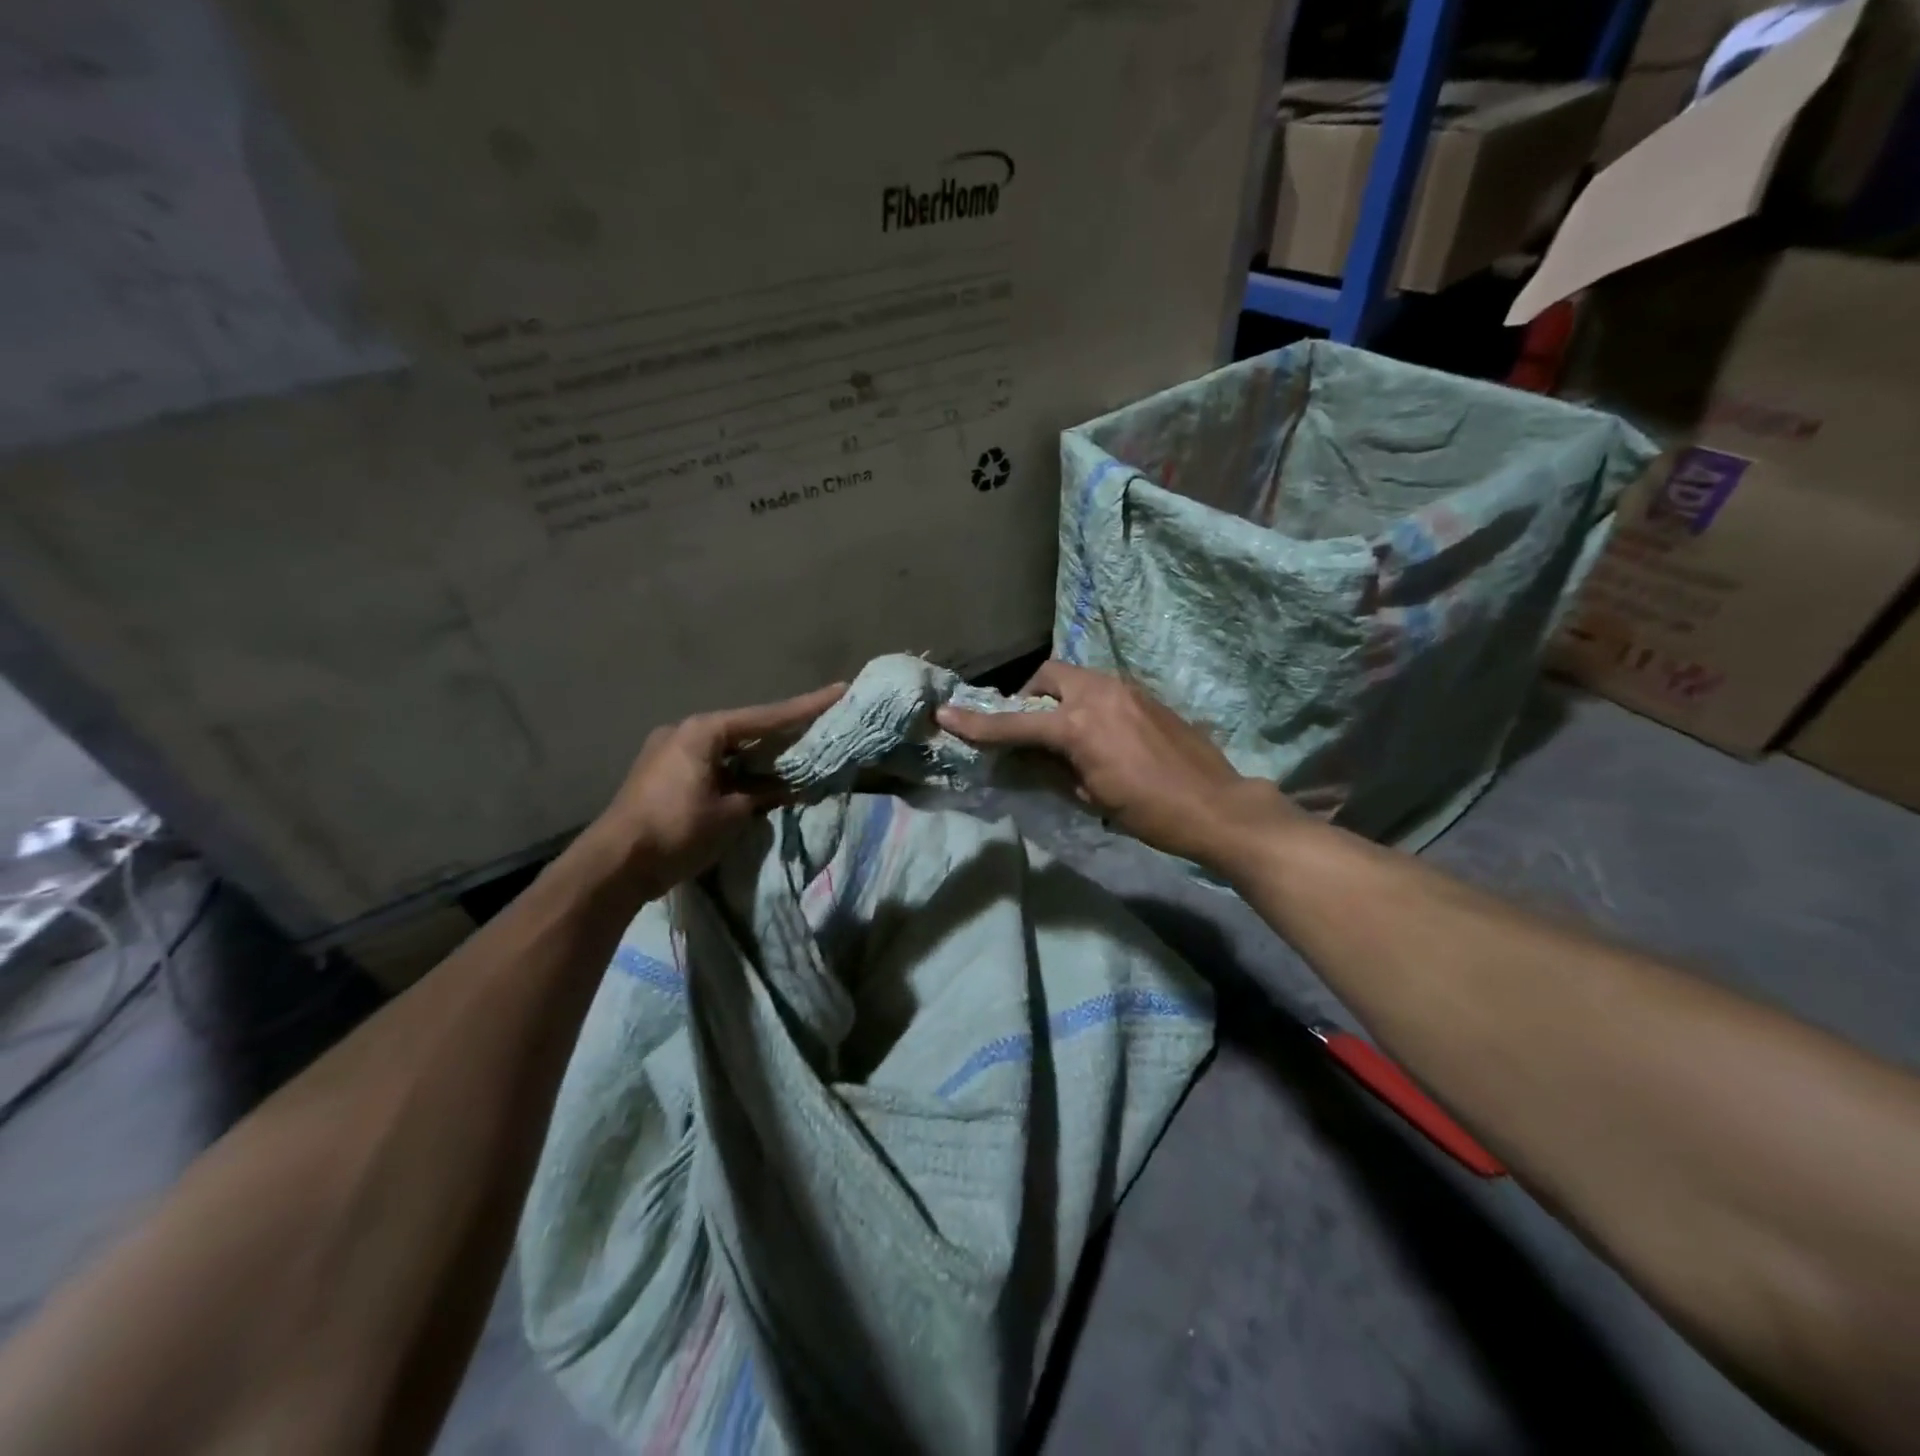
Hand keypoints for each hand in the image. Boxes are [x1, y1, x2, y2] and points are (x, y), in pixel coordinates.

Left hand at [584, 682, 844, 897]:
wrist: (614, 865)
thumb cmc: (677, 830)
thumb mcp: (732, 813)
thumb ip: (764, 793)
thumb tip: (788, 786)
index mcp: (703, 731)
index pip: (767, 717)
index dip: (807, 707)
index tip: (840, 691)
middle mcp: (685, 732)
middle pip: (746, 729)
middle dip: (782, 733)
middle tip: (819, 729)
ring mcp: (668, 753)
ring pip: (728, 749)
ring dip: (758, 757)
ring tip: (793, 758)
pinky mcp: (662, 776)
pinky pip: (712, 765)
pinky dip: (737, 771)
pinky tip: (757, 781)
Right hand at [937, 661, 1291, 869]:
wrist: (1217, 806)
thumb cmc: (1150, 812)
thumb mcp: (1091, 796)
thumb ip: (1055, 768)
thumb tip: (1034, 756)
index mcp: (1080, 725)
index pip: (1016, 722)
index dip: (978, 723)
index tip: (946, 715)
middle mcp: (1100, 694)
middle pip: (1049, 676)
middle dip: (1030, 696)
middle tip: (1029, 726)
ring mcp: (1127, 690)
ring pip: (1078, 678)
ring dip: (1060, 698)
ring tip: (1065, 732)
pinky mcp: (1147, 696)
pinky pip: (1104, 688)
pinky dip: (1088, 703)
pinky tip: (1099, 733)